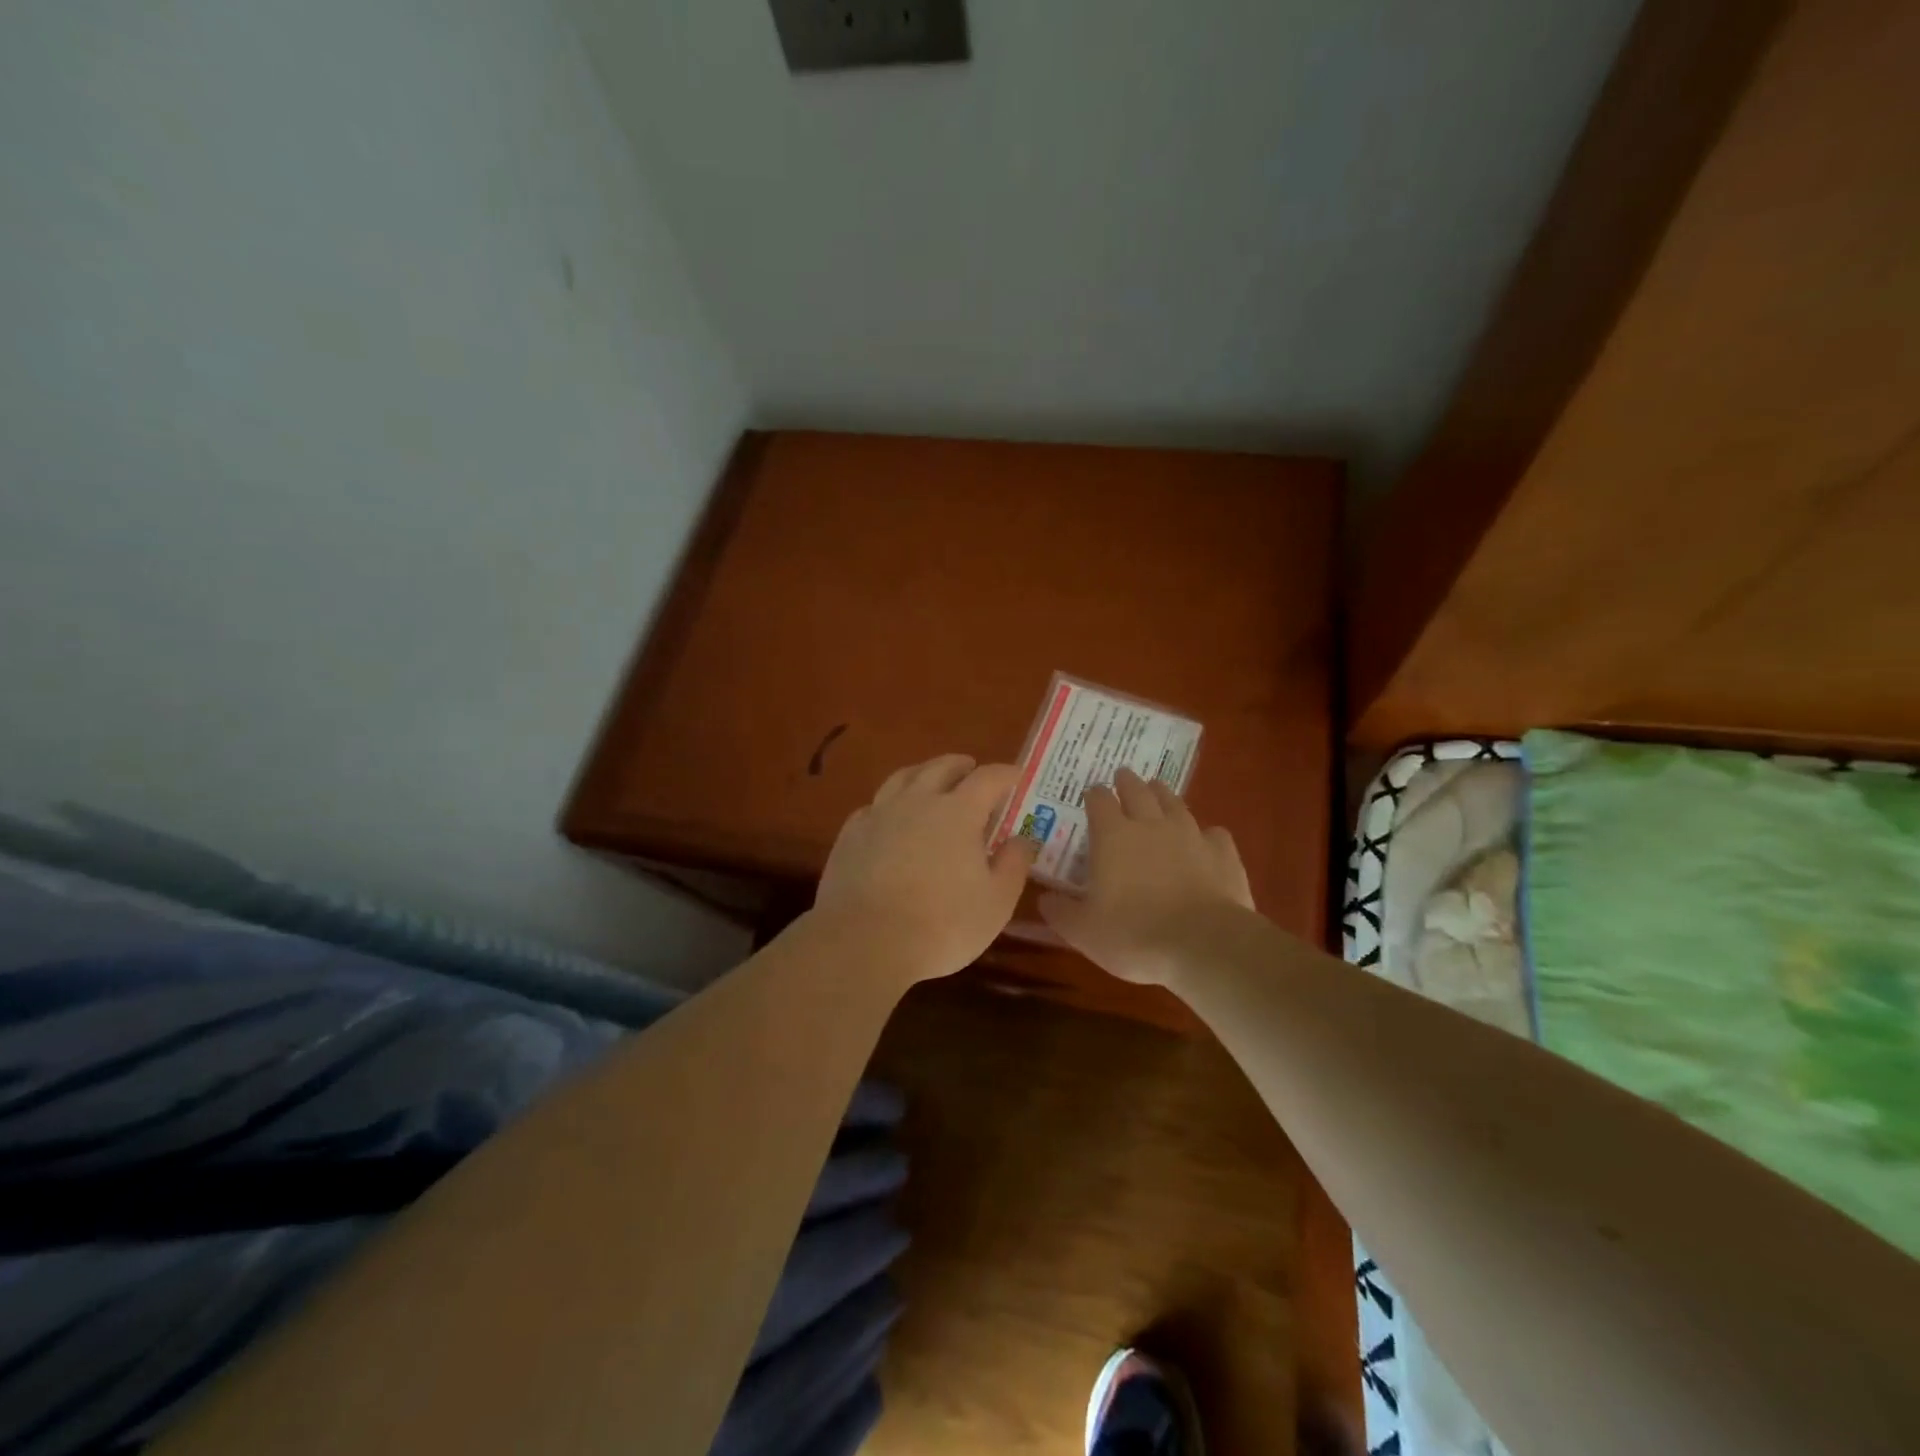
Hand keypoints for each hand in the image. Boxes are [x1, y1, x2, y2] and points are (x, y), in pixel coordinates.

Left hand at [814, 755, 1037, 982]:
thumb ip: (1013, 864)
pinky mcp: (851, 835)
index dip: (1006, 774)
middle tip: (972, 769)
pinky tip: (890, 817)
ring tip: (930, 780)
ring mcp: (879, 815)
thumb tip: (1022, 839)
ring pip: (902, 778)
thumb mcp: (996, 902)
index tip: (1017, 776)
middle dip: (961, 766)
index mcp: (959, 812)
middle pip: (941, 768)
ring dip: (923, 773)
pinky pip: (873, 806)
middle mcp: (917, 801)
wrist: (865, 942)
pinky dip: (889, 804)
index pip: (988, 778)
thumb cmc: (943, 925)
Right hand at [1037, 768, 1254, 985]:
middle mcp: (1151, 825)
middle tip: (1123, 776)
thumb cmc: (1133, 935)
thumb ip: (1060, 912)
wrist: (1204, 945)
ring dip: (1164, 795)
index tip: (1091, 794)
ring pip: (1175, 804)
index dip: (1094, 795)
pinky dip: (1207, 834)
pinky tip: (1206, 840)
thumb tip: (1044, 899)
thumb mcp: (1083, 931)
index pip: (1099, 801)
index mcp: (1112, 836)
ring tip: (1158, 790)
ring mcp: (1191, 836)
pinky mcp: (1223, 854)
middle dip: (1128, 782)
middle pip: (1138, 791)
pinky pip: (1214, 834)